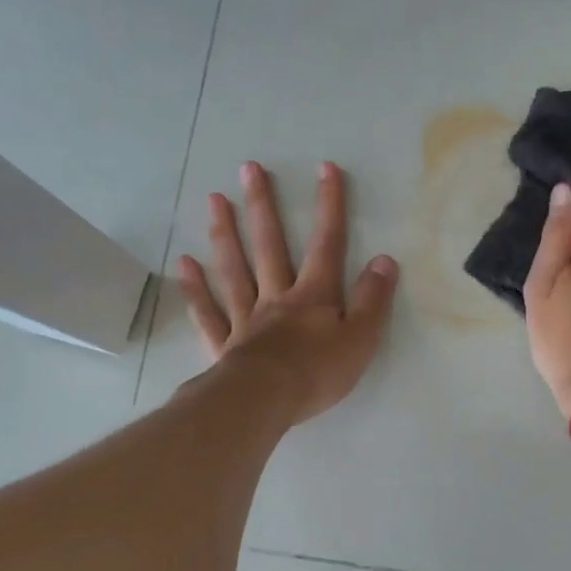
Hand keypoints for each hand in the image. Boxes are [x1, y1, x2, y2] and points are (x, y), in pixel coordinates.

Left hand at [175, 160, 398, 425]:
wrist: (263, 401)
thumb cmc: (317, 373)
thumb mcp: (360, 338)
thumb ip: (372, 299)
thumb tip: (384, 260)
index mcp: (313, 296)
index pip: (327, 244)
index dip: (329, 206)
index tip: (325, 168)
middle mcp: (276, 297)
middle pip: (269, 246)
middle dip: (262, 206)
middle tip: (248, 168)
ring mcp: (246, 319)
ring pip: (233, 269)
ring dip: (225, 234)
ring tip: (214, 200)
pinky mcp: (224, 344)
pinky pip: (208, 311)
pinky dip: (196, 288)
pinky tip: (185, 264)